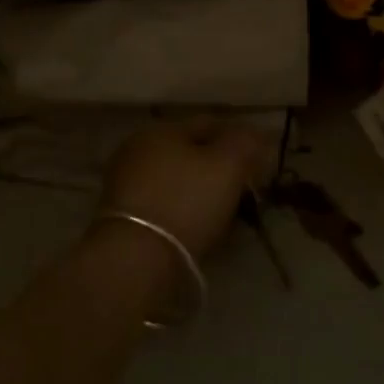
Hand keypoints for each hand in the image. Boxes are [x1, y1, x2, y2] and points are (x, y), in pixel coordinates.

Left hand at [101, 121, 273, 258]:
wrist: (136, 259)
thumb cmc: (186, 201)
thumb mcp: (227, 165)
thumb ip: (245, 143)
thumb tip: (257, 133)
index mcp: (162, 129)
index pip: (209, 124)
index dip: (239, 139)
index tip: (260, 161)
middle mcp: (139, 149)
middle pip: (190, 152)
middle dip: (218, 166)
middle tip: (245, 187)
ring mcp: (126, 183)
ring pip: (177, 180)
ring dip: (200, 191)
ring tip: (227, 212)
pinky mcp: (123, 217)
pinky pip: (164, 205)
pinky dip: (184, 211)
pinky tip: (200, 228)